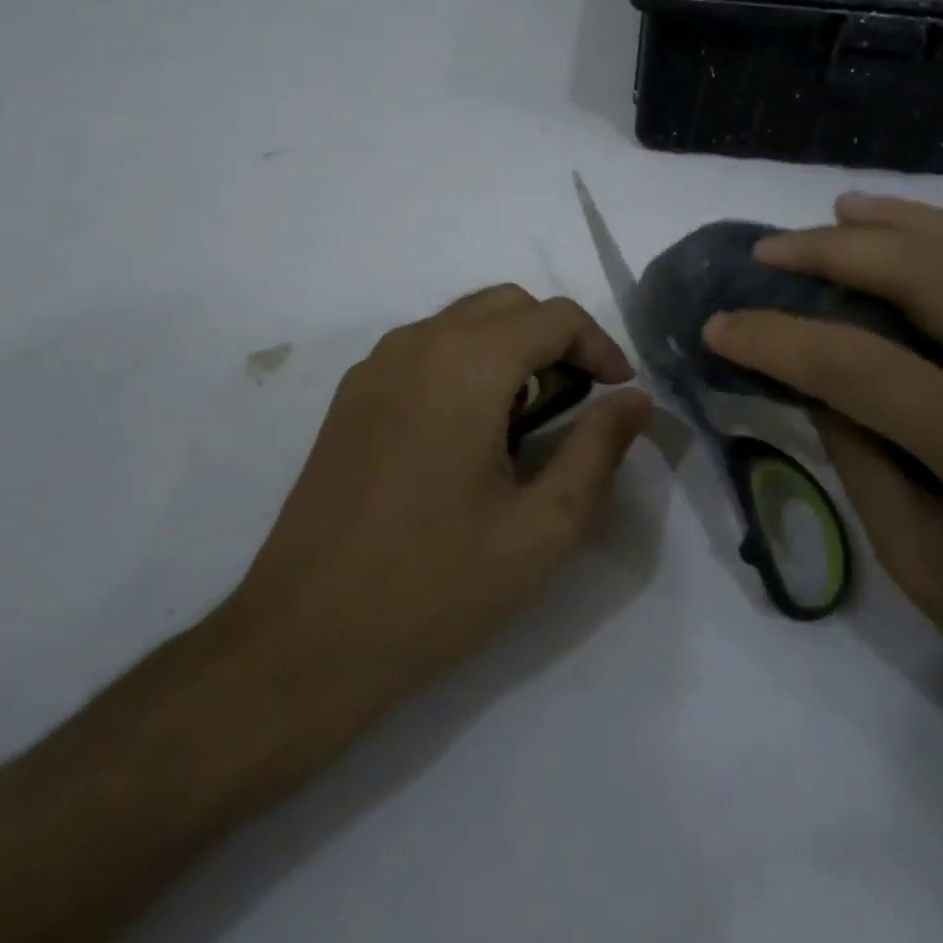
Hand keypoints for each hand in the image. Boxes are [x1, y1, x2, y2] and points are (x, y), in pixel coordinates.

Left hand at [226, 285, 651, 728]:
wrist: (305, 638)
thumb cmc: (436, 585)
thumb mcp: (542, 527)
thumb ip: (598, 450)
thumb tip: (637, 400)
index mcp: (465, 364)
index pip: (555, 316)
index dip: (601, 346)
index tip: (619, 394)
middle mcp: (415, 345)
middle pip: (507, 305)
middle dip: (556, 340)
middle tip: (580, 402)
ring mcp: (374, 367)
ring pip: (462, 321)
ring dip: (510, 350)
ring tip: (528, 421)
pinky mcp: (351, 396)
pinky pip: (424, 350)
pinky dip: (466, 364)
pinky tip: (469, 434)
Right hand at [703, 168, 942, 754]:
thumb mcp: (916, 561)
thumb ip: (859, 452)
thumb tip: (813, 373)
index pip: (859, 367)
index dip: (775, 340)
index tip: (719, 325)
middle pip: (934, 281)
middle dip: (837, 255)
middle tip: (772, 251)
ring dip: (913, 223)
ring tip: (842, 210)